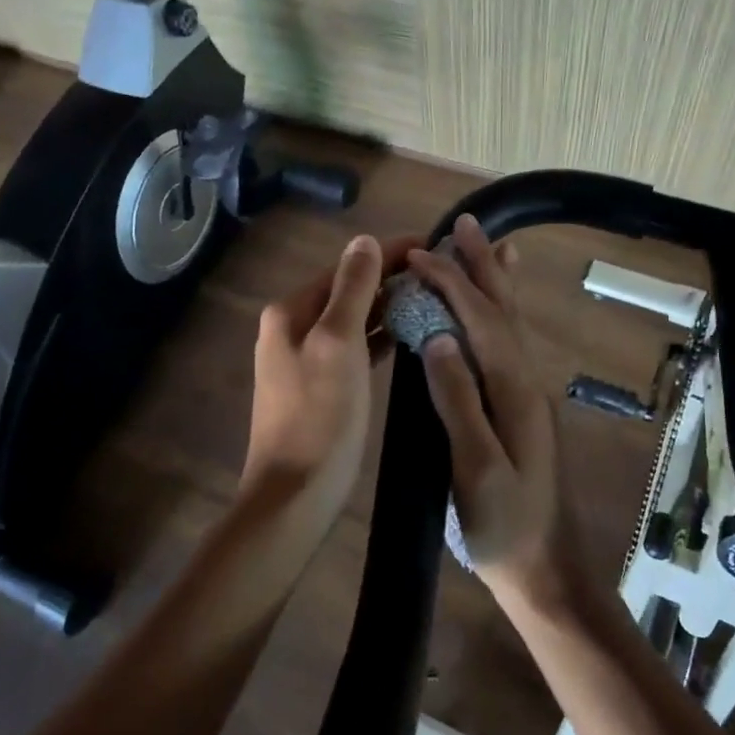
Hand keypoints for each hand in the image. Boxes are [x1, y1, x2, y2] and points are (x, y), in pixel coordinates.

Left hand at [243, 233, 418, 526]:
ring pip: (354, 319)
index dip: (388, 253)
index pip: (347, 267)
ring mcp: (307, 358)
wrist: (295, 494)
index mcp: (292, 311)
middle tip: (442, 272)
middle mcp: (294, 328)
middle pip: (350, 291)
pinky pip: (356, 348)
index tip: (432, 243)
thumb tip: (363, 240)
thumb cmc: (319, 417)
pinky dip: (381, 337)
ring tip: (434, 297)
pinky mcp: (323, 386)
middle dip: (392, 278)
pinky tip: (410, 335)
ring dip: (389, 306)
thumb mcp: (337, 344)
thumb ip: (352, 289)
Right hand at [408, 215, 573, 608]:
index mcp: (514, 391)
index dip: (451, 283)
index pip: (480, 321)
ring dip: (496, 280)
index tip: (419, 254)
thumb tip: (439, 337)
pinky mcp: (524, 407)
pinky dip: (502, 312)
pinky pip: (511, 343)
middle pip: (503, 310)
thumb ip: (459, 402)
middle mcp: (528, 382)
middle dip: (483, 265)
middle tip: (466, 223)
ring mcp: (529, 394)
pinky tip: (497, 310)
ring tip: (488, 244)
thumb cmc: (504, 527)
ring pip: (512, 322)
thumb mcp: (476, 469)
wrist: (546, 569)